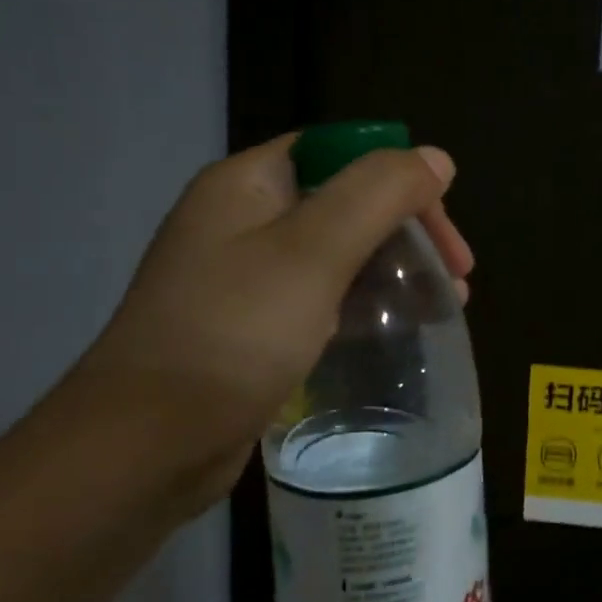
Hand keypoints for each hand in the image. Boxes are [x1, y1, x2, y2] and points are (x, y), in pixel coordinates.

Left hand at [63, 135, 472, 509]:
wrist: (145, 446)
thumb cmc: (234, 333)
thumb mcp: (314, 251)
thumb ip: (380, 193)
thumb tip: (436, 158)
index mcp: (248, 184)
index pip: (342, 154)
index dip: (401, 180)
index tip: (442, 230)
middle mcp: (243, 220)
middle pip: (347, 202)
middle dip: (408, 231)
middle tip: (456, 275)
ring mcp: (245, 276)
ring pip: (339, 253)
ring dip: (395, 269)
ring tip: (444, 305)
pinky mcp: (252, 327)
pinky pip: (322, 297)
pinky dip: (365, 304)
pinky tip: (398, 329)